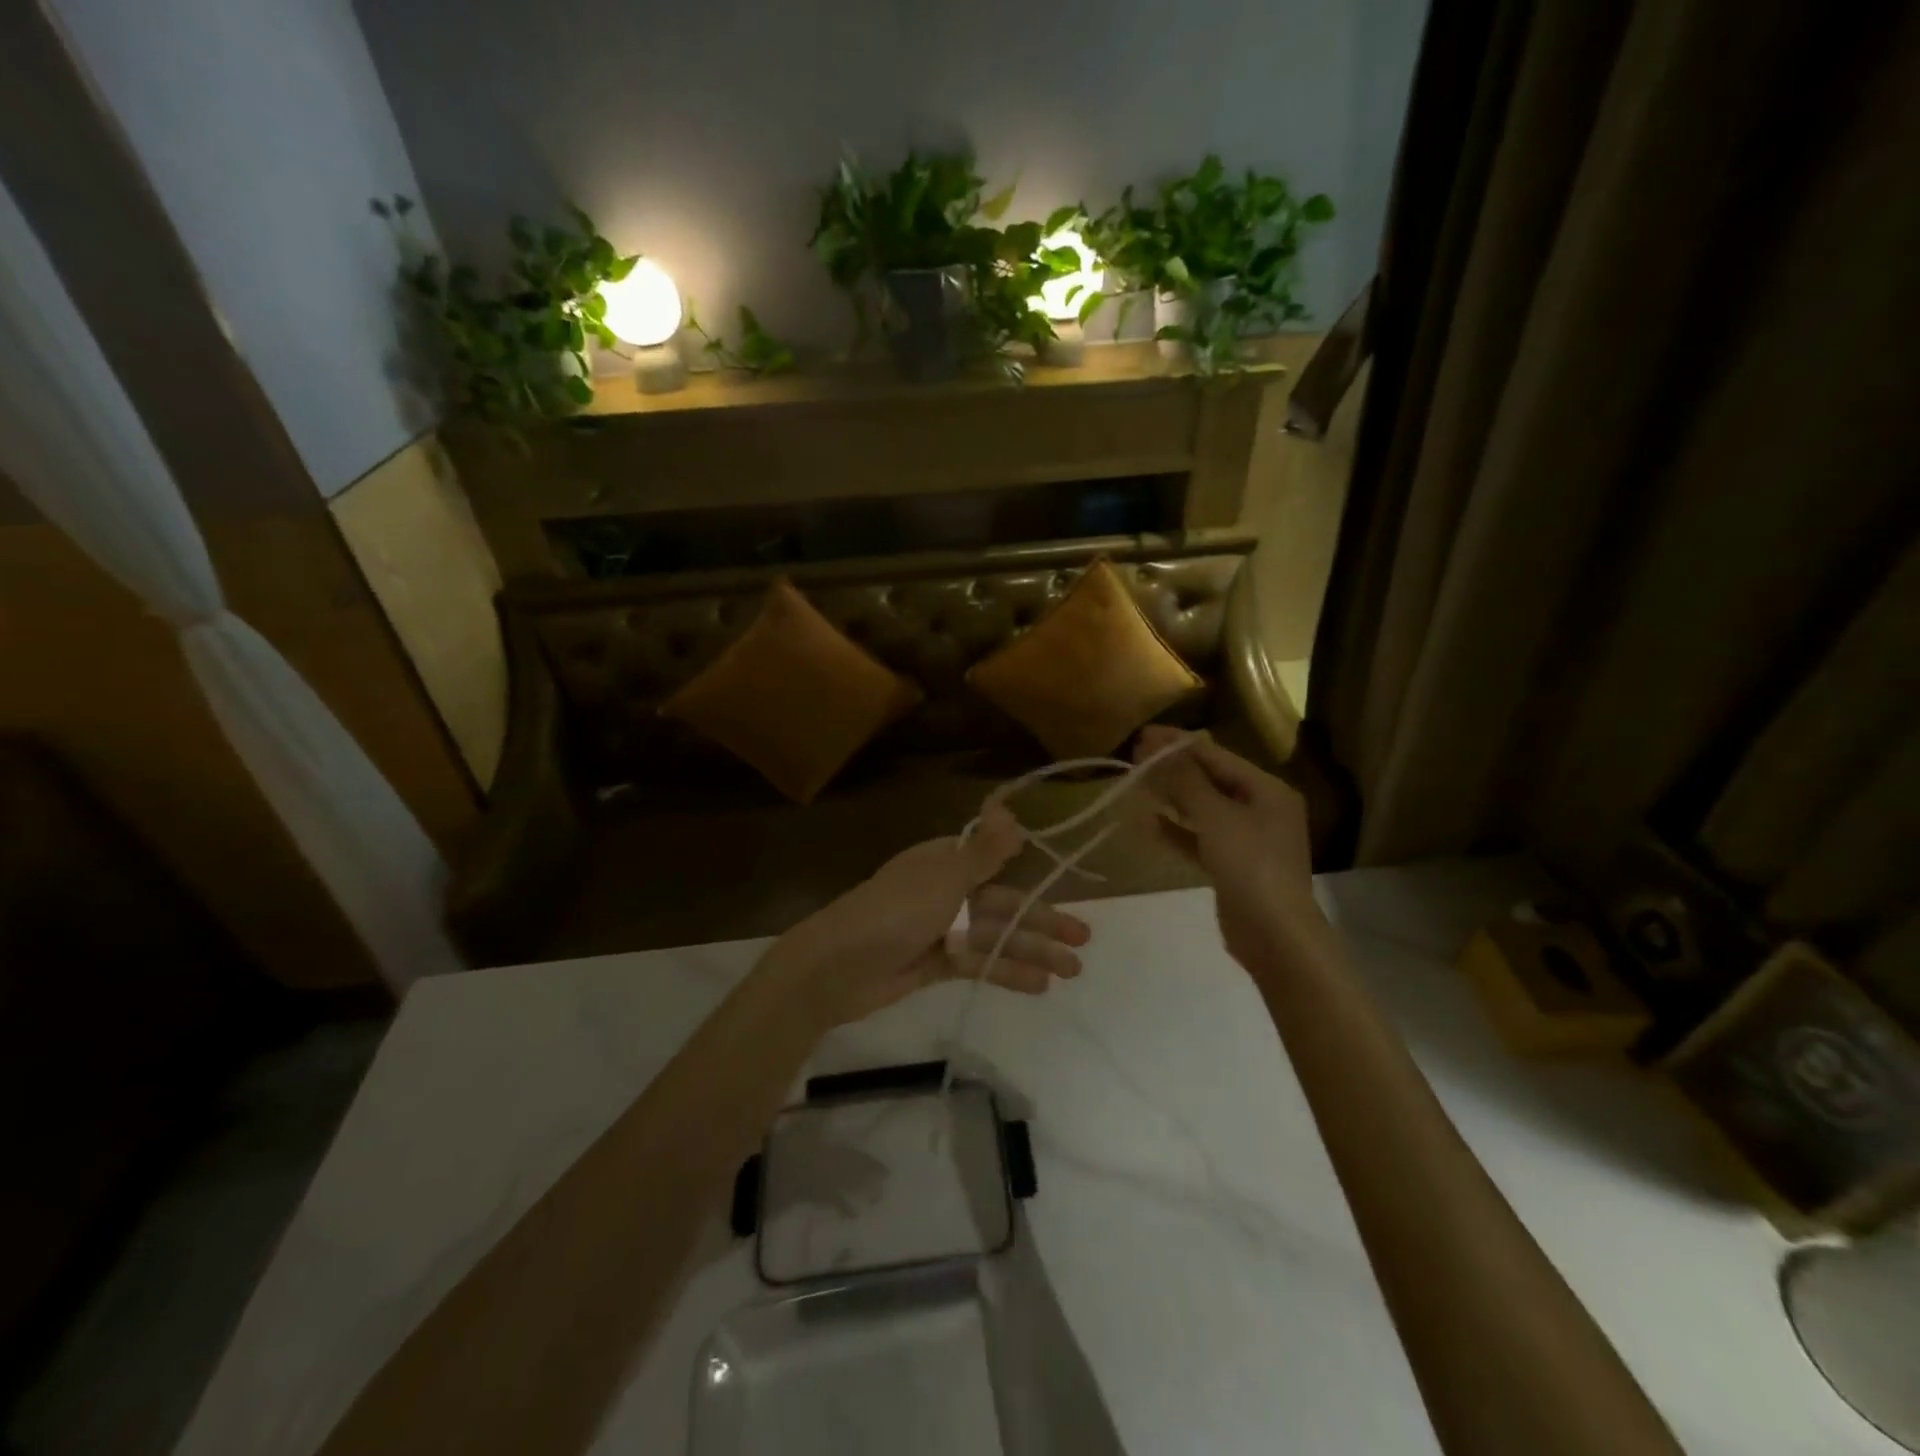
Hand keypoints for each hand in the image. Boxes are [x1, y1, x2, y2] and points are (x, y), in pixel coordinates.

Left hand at [763, 806, 1092, 1027]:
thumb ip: (984, 852)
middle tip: (1084, 938)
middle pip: (1002, 903)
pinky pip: (978, 964)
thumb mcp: (944, 878)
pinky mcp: (935, 964)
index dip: (1030, 870)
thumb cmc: (894, 912)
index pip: (994, 861)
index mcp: (944, 861)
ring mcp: (940, 929)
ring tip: (1073, 969)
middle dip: (1041, 919)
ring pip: (995, 937)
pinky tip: (1039, 986)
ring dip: (1032, 950)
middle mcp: (945, 891)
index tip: (1065, 881)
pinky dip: (1006, 972)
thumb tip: (1013, 813)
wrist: (837, 967)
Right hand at [1133, 726, 1326, 972]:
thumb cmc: (1250, 865)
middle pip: (1211, 780)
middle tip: (1134, 759)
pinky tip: (1148, 824)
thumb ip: (1185, 781)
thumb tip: (1157, 749)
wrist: (1275, 935)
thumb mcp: (1215, 817)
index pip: (1216, 756)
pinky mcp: (1233, 866)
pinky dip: (1176, 830)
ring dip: (1172, 798)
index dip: (1178, 745)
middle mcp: (1261, 809)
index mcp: (1267, 790)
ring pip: (1203, 809)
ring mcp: (1248, 839)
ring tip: (1137, 786)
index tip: (1142, 737)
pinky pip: (1200, 838)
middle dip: (1173, 770)